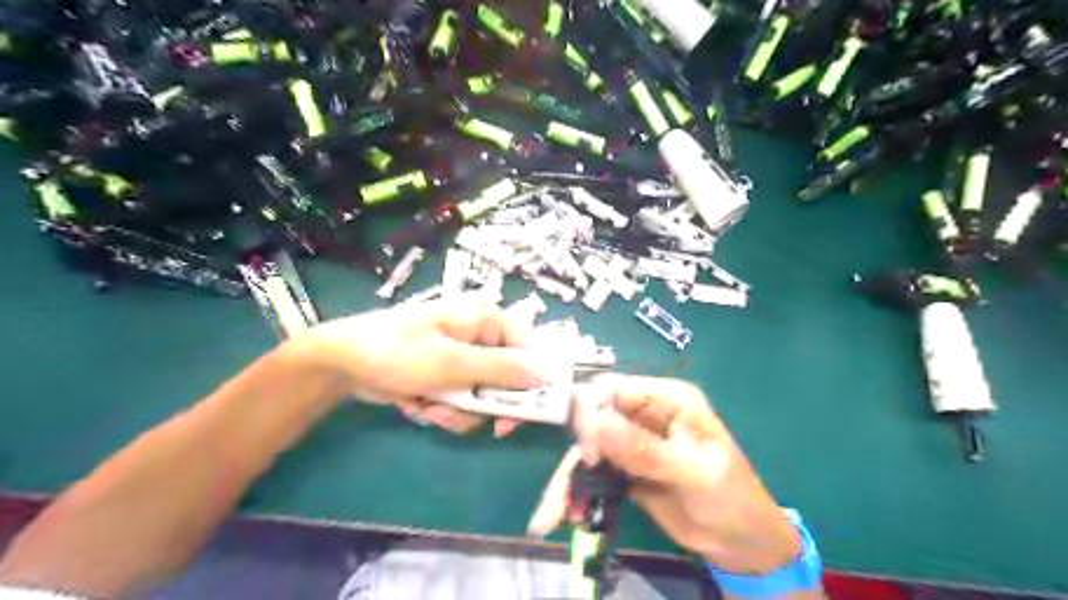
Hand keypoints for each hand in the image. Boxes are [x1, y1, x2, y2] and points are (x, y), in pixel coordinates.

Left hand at [287, 298, 544, 435]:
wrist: (342, 362)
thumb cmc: (398, 351)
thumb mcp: (451, 362)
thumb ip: (500, 369)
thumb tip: (544, 374)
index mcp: (484, 318)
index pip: (527, 347)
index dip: (527, 381)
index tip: (517, 414)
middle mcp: (477, 335)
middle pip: (505, 377)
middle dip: (480, 403)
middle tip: (465, 420)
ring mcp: (460, 356)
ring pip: (481, 395)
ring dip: (456, 410)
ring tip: (427, 407)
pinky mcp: (444, 374)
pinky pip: (459, 399)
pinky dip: (441, 408)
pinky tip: (417, 405)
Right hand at [526, 376, 800, 576]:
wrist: (741, 542)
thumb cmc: (730, 496)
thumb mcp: (693, 472)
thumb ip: (645, 450)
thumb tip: (595, 424)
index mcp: (667, 398)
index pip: (615, 389)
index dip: (591, 411)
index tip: (586, 451)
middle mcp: (645, 413)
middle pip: (594, 418)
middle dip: (577, 453)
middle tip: (567, 490)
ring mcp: (632, 441)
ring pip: (588, 448)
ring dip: (569, 479)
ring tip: (554, 515)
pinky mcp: (624, 468)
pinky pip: (593, 472)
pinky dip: (578, 491)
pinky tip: (571, 514)